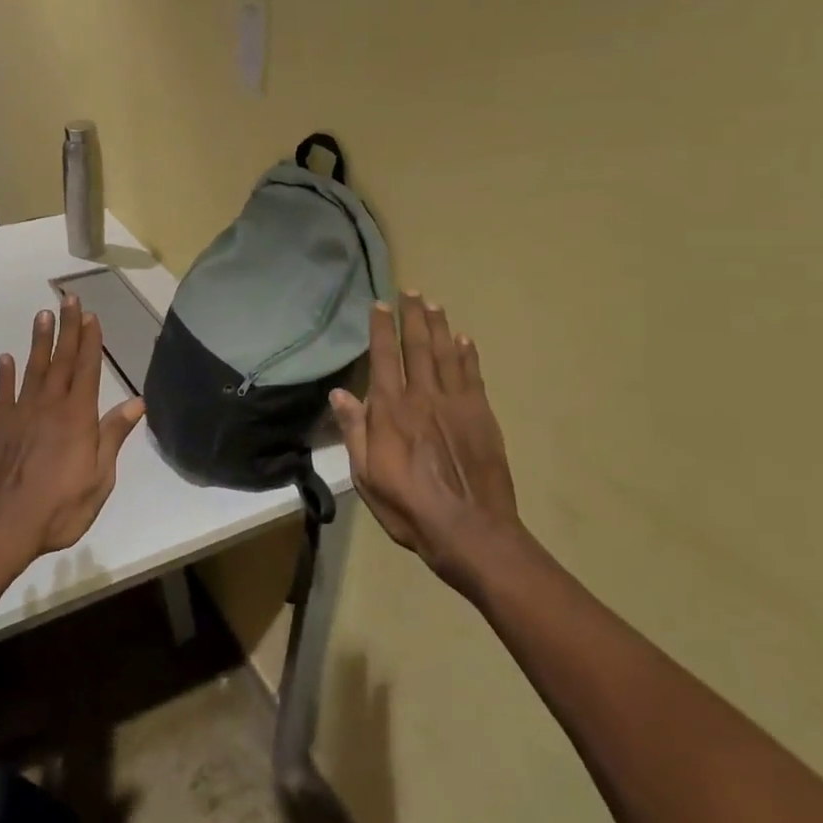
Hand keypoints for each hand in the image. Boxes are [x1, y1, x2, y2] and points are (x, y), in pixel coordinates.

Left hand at [0, 294, 145, 582]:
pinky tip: (6, 358)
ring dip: (39, 341)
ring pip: (33, 369)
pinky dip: (5, 374)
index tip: (91, 315)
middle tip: (68, 299)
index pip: (87, 369)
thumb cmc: (58, 508)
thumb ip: (113, 437)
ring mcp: (20, 414)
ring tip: (43, 315)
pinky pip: (3, 393)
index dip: (90, 341)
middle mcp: (49, 406)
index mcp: (78, 417)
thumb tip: (137, 403)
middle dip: (67, 328)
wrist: (0, 527)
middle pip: (61, 360)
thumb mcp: (99, 479)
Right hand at [330, 293, 522, 594]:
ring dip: (439, 327)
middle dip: (412, 317)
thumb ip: (355, 431)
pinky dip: (467, 355)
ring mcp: (456, 404)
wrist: (470, 530)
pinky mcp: (481, 416)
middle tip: (410, 291)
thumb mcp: (366, 475)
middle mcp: (423, 397)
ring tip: (434, 304)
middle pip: (417, 347)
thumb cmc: (409, 507)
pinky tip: (464, 339)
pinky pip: (472, 376)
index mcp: (391, 411)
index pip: (383, 358)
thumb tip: (340, 392)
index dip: (381, 330)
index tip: (380, 305)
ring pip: (446, 354)